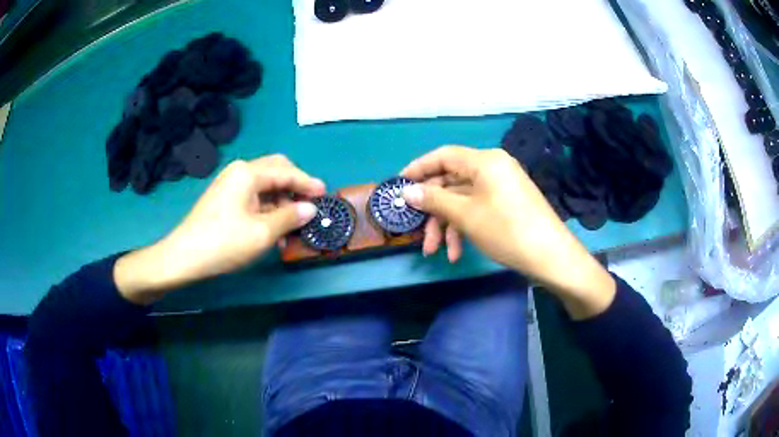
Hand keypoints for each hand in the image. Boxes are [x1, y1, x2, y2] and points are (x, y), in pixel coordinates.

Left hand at [114, 155, 324, 304]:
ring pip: (265, 186)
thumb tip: (310, 209)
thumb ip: (290, 217)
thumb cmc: (224, 242)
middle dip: (294, 187)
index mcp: (248, 173)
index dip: (308, 183)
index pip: (286, 172)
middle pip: (275, 171)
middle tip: (309, 206)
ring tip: (293, 227)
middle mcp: (240, 172)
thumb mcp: (262, 232)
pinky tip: (274, 230)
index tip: (325, 195)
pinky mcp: (225, 199)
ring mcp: (230, 185)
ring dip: (281, 202)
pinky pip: (253, 197)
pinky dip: (267, 209)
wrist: (184, 257)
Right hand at [402, 146, 614, 318]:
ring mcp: (501, 186)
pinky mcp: (507, 203)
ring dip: (446, 225)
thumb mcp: (465, 215)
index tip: (398, 185)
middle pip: (451, 181)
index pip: (443, 155)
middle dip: (432, 210)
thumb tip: (407, 191)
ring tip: (436, 252)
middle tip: (416, 231)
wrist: (550, 256)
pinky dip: (464, 228)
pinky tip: (457, 253)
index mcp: (484, 161)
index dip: (418, 169)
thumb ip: (434, 199)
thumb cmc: (506, 229)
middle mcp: (493, 167)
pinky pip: (477, 209)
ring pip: (463, 200)